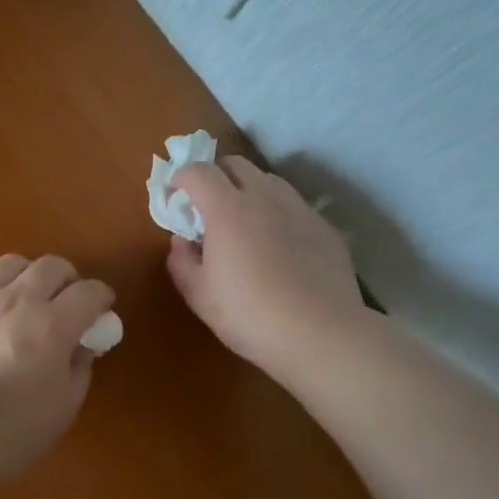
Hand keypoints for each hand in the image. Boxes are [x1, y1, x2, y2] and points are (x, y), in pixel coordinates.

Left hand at [0, 254, 115, 493]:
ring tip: (27, 297)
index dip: (101, 297)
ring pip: (11, 264)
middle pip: (51, 266)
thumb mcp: (62, 410)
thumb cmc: (9, 432)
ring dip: (28, 276)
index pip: (89, 292)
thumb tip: (82, 346)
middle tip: (67, 301)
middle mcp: (17, 300)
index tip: (102, 310)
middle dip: (68, 279)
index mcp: (51, 325)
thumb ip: (79, 369)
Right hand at [167, 156, 365, 383]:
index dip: (180, 178)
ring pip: (268, 180)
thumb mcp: (199, 295)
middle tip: (207, 206)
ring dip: (248, 189)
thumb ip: (181, 261)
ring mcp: (299, 209)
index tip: (174, 196)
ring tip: (244, 222)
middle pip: (236, 163)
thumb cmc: (249, 315)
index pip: (198, 171)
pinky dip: (277, 212)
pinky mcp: (324, 227)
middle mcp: (264, 197)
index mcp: (227, 209)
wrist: (321, 334)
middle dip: (215, 176)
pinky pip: (294, 205)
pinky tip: (278, 245)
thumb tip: (181, 241)